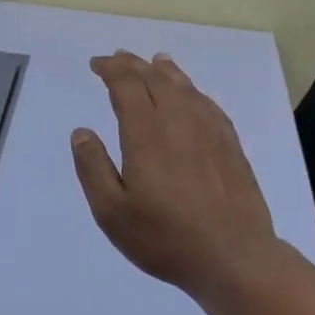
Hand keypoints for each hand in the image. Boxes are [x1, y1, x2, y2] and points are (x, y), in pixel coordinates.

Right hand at [71, 52, 281, 298]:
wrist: (233, 256)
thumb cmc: (165, 238)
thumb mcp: (112, 212)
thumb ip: (93, 168)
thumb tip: (82, 132)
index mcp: (146, 134)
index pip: (127, 86)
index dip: (111, 70)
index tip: (97, 64)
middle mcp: (179, 121)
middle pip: (156, 79)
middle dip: (134, 65)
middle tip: (119, 58)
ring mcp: (210, 131)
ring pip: (186, 88)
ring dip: (166, 71)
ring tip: (156, 62)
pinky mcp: (231, 145)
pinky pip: (208, 104)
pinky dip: (193, 91)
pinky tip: (192, 96)